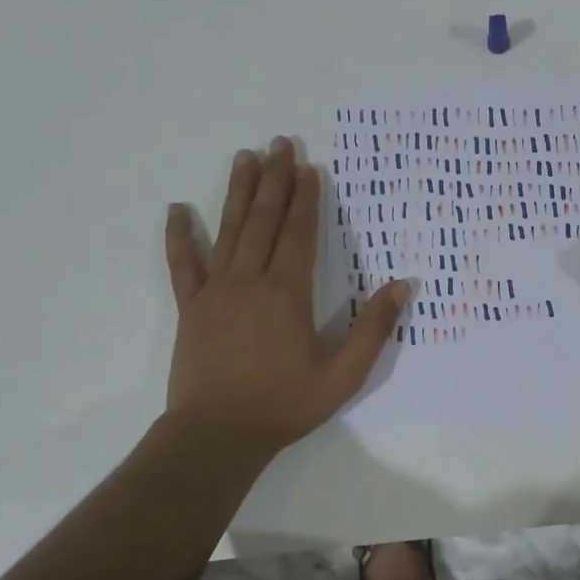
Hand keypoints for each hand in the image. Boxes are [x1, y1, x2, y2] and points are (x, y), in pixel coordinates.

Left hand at [162, 137, 407, 458]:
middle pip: (264, 220)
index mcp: (288, 293)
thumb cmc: (285, 404)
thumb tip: (402, 286)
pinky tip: (177, 209)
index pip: (300, 233)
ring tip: (245, 158)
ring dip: (238, 192)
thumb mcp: (343, 375)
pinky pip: (182, 265)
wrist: (217, 435)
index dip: (307, 199)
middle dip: (275, 180)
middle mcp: (250, 281)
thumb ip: (374, 329)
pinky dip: (179, 236)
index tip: (310, 167)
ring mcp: (215, 292)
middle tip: (280, 143)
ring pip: (227, 231)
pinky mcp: (190, 308)